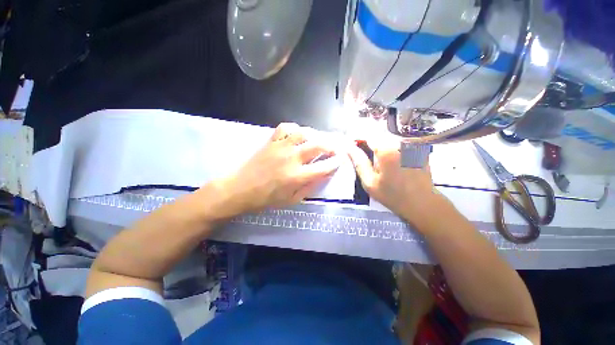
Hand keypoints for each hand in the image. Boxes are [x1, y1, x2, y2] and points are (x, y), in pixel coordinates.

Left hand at [206, 123, 340, 218]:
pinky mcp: (271, 141)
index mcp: (297, 176)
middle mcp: (292, 158)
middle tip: (335, 148)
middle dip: (331, 145)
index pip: (324, 166)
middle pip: (318, 145)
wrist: (240, 189)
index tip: (340, 160)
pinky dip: (295, 128)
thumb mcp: (291, 200)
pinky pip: (285, 127)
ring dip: (315, 135)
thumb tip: (323, 175)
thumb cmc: (266, 199)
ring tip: (319, 140)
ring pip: (304, 132)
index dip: (336, 162)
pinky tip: (298, 134)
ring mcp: (281, 147)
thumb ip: (310, 187)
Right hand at [348, 140, 441, 222]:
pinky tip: (386, 155)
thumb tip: (348, 148)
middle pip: (378, 132)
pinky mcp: (417, 146)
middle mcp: (401, 141)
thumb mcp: (370, 182)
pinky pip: (398, 139)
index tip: (350, 144)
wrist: (422, 202)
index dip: (357, 136)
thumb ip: (359, 162)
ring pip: (388, 134)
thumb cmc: (392, 195)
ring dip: (377, 140)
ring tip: (371, 152)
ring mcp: (412, 143)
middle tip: (359, 149)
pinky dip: (388, 143)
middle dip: (366, 138)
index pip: (367, 133)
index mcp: (387, 150)